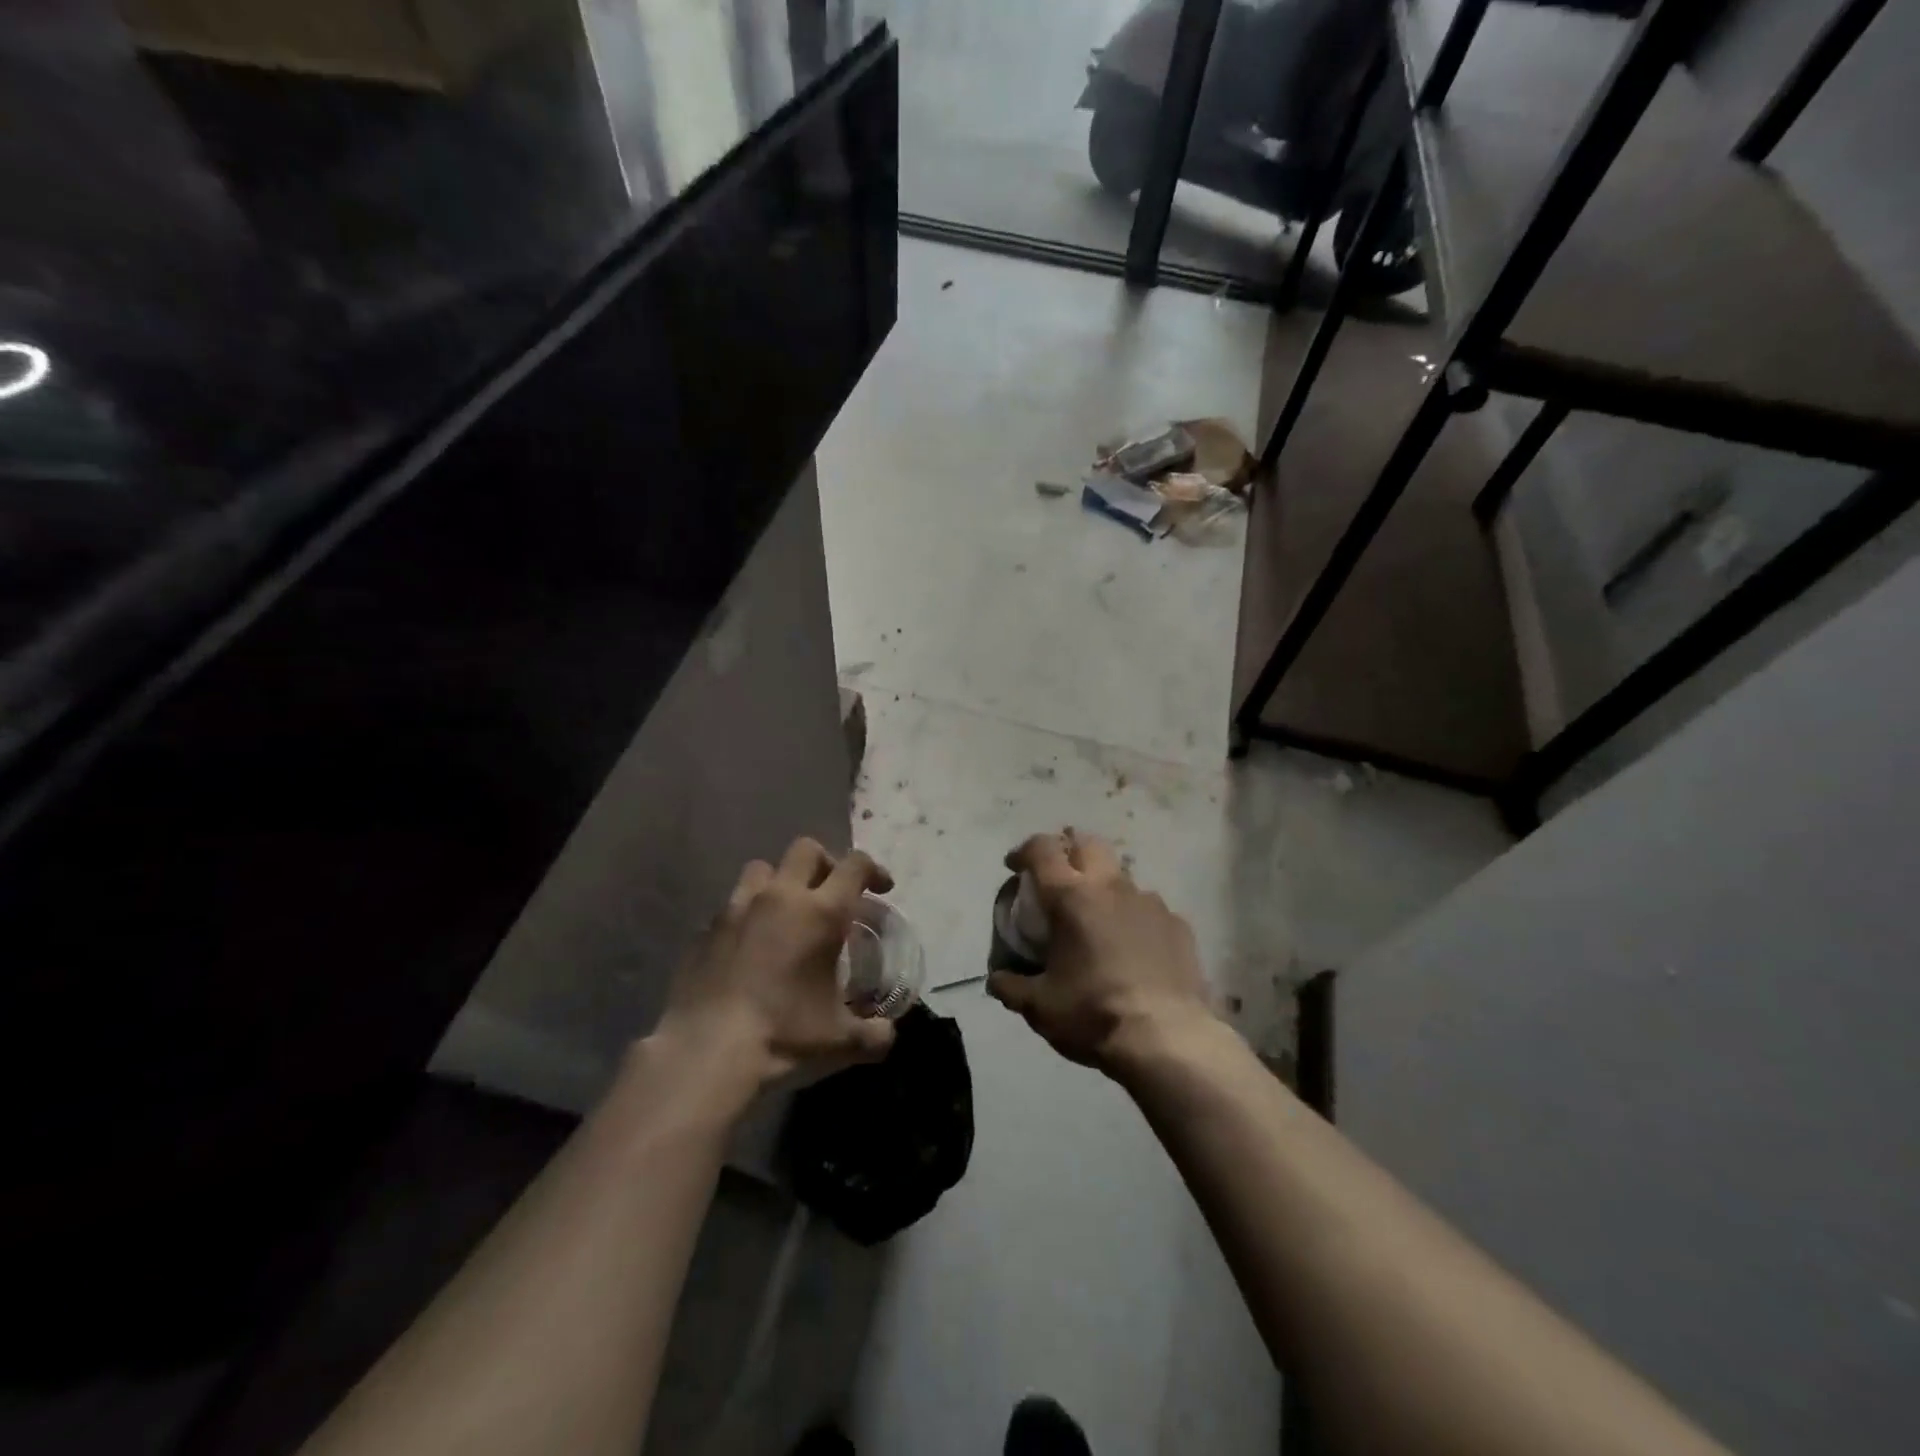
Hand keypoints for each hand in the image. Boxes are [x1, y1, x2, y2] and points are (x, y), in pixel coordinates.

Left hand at [652, 838, 897, 1094]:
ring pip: (762, 869)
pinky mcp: (705, 930)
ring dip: (780, 881)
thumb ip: (873, 1034)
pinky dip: (747, 917)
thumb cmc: (783, 1035)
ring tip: (786, 912)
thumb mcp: (840, 1041)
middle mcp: (780, 897)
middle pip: (806, 849)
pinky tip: (749, 948)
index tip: (882, 889)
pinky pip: (731, 907)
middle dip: (825, 863)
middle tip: (833, 893)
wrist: (706, 1051)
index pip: (855, 865)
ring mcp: (736, 909)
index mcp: (821, 912)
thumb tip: (887, 1035)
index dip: (874, 870)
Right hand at [987, 829, 1214, 1075]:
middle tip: (1057, 877)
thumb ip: (1012, 987)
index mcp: (1071, 897)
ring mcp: (1150, 903)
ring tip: (1097, 919)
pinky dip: (1133, 918)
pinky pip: (1148, 909)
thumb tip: (996, 980)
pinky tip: (1132, 946)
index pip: (1043, 849)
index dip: (1024, 851)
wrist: (1168, 1039)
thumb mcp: (1040, 1007)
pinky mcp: (1178, 924)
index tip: (1014, 866)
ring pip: (1121, 876)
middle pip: (1087, 844)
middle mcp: (1111, 888)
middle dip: (1068, 851)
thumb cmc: (1093, 1014)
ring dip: (1103, 886)